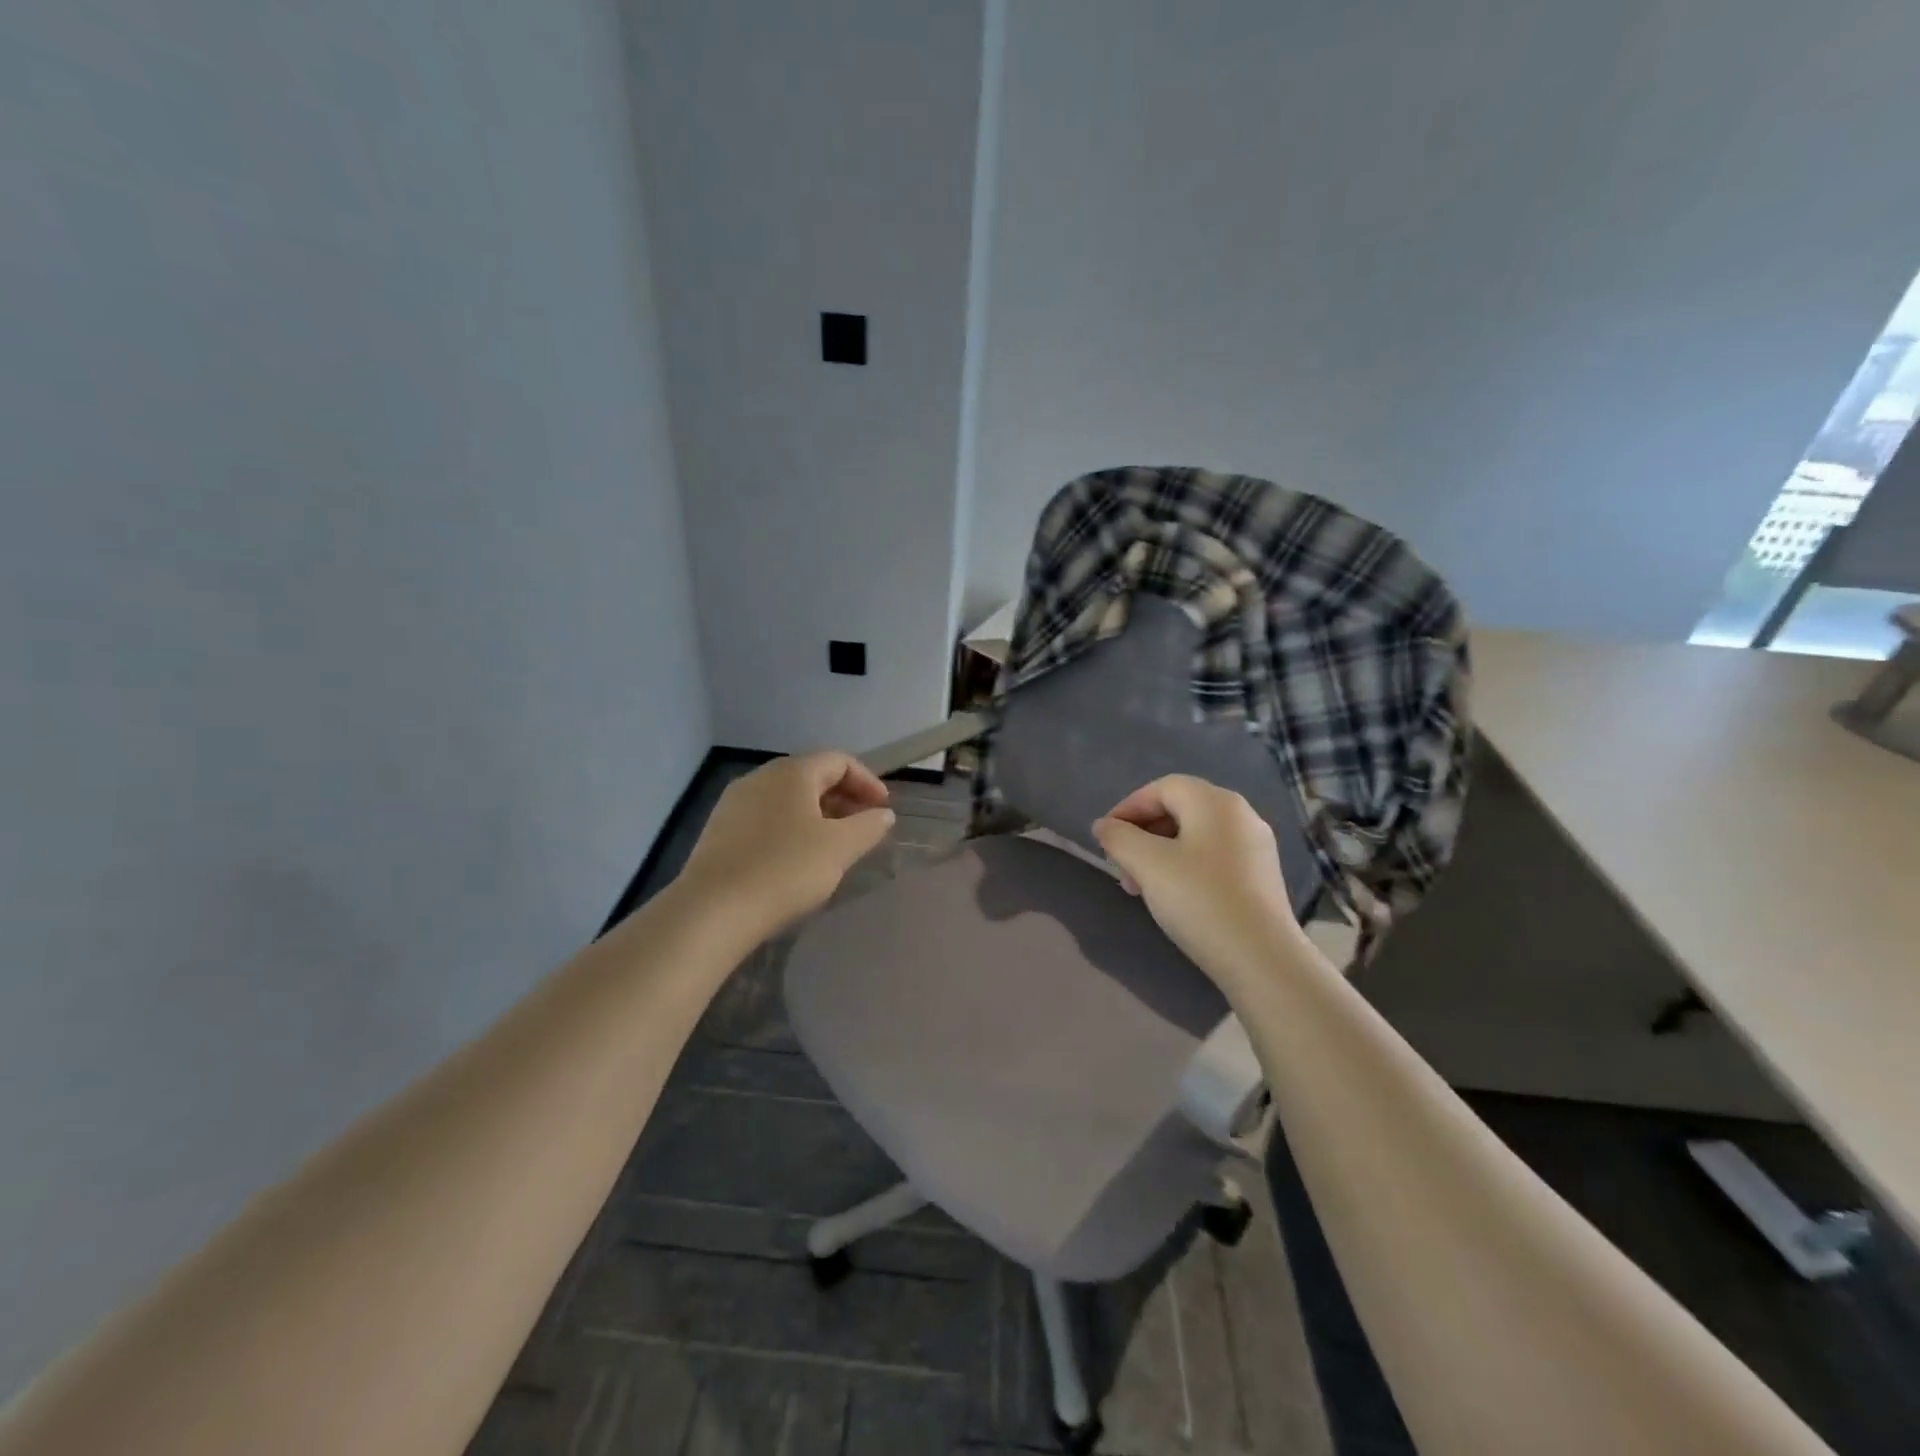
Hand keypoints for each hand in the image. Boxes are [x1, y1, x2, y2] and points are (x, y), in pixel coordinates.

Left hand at [678, 752, 894, 935]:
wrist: (712, 911)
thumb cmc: (785, 869)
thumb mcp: (839, 848)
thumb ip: (868, 826)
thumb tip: (883, 813)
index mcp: (792, 772)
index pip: (839, 761)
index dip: (867, 781)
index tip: (883, 809)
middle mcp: (760, 777)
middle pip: (811, 776)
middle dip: (843, 797)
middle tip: (862, 826)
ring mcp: (734, 803)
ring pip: (787, 798)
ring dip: (817, 814)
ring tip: (833, 845)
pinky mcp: (719, 830)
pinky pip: (766, 818)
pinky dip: (790, 827)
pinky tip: (796, 858)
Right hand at [1092, 774, 1305, 984]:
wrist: (1262, 959)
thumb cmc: (1200, 900)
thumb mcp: (1147, 864)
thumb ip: (1118, 838)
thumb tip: (1104, 825)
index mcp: (1214, 802)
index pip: (1161, 788)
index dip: (1127, 808)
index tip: (1105, 838)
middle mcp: (1240, 814)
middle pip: (1179, 810)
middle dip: (1142, 835)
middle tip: (1122, 867)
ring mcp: (1255, 846)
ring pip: (1194, 836)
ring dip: (1160, 854)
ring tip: (1141, 887)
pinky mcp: (1260, 876)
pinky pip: (1213, 857)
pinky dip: (1185, 867)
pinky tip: (1174, 898)